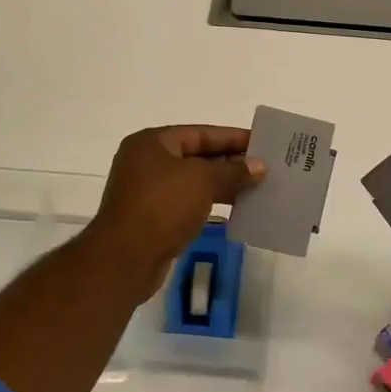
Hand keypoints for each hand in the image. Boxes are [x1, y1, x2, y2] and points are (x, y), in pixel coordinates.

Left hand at [85, 125, 263, 293]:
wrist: (125, 258)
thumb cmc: (162, 207)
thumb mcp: (203, 181)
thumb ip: (233, 171)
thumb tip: (259, 166)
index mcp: (152, 143)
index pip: (200, 132)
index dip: (233, 137)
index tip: (262, 144)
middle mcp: (146, 162)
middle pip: (196, 156)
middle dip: (230, 162)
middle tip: (264, 167)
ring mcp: (147, 191)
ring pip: (193, 181)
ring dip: (222, 184)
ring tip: (256, 189)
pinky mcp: (152, 217)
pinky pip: (187, 203)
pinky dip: (209, 203)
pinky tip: (235, 209)